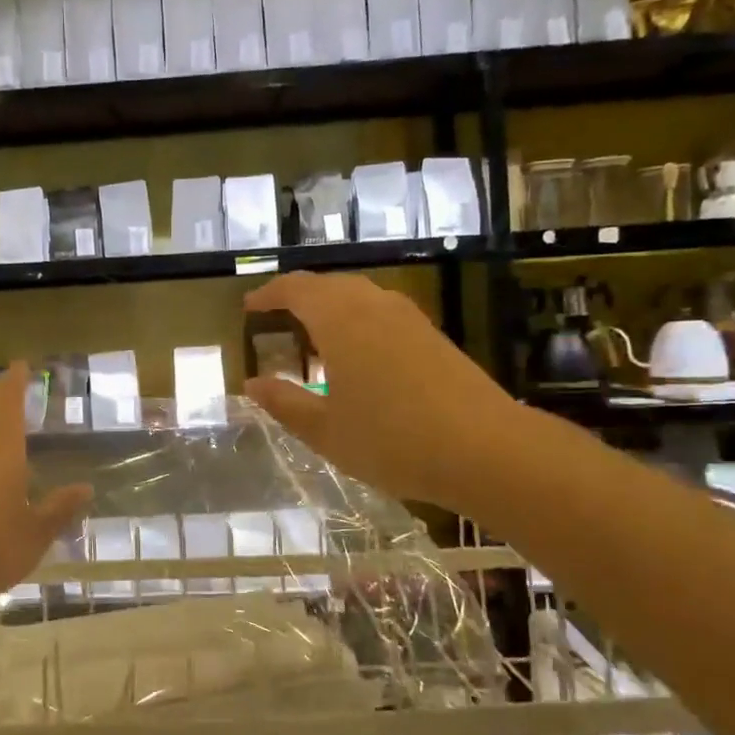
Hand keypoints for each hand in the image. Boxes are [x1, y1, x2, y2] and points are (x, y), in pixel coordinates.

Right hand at [242, 273, 519, 507]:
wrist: (485, 449)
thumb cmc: (392, 440)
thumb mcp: (325, 431)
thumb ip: (285, 403)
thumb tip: (252, 384)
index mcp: (340, 320)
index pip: (296, 289)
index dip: (269, 294)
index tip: (249, 307)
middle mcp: (374, 306)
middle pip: (329, 285)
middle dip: (299, 296)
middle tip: (277, 318)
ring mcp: (409, 318)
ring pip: (359, 296)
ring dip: (331, 306)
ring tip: (315, 334)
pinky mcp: (433, 335)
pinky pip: (382, 311)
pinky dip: (358, 320)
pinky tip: (359, 354)